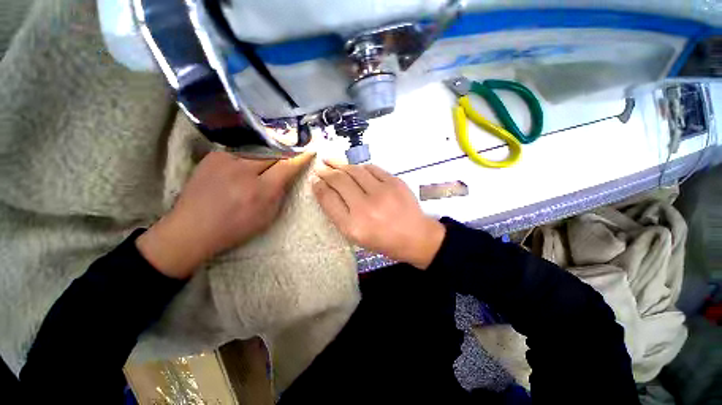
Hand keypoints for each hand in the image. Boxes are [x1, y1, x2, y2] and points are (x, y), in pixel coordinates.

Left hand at [137, 151, 314, 278]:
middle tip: (289, 157)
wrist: (192, 228)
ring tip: (265, 165)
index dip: (300, 157)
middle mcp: (243, 171)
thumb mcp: (267, 217)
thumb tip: (286, 176)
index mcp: (260, 190)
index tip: (309, 151)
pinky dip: (249, 158)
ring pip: (257, 150)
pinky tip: (245, 167)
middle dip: (284, 155)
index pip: (287, 166)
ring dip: (266, 157)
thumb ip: (279, 194)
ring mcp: (226, 160)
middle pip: (273, 153)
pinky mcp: (214, 156)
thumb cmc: (235, 228)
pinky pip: (241, 152)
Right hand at [312, 160, 444, 269]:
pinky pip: (372, 168)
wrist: (416, 237)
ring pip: (354, 170)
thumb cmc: (383, 240)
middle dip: (326, 171)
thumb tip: (325, 189)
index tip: (314, 179)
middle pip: (339, 181)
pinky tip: (355, 168)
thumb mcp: (356, 236)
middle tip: (320, 166)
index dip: (319, 186)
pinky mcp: (395, 182)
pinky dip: (360, 167)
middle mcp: (366, 208)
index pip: (329, 199)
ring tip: (331, 160)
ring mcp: (382, 193)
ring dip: (340, 164)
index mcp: (353, 226)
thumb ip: (339, 214)